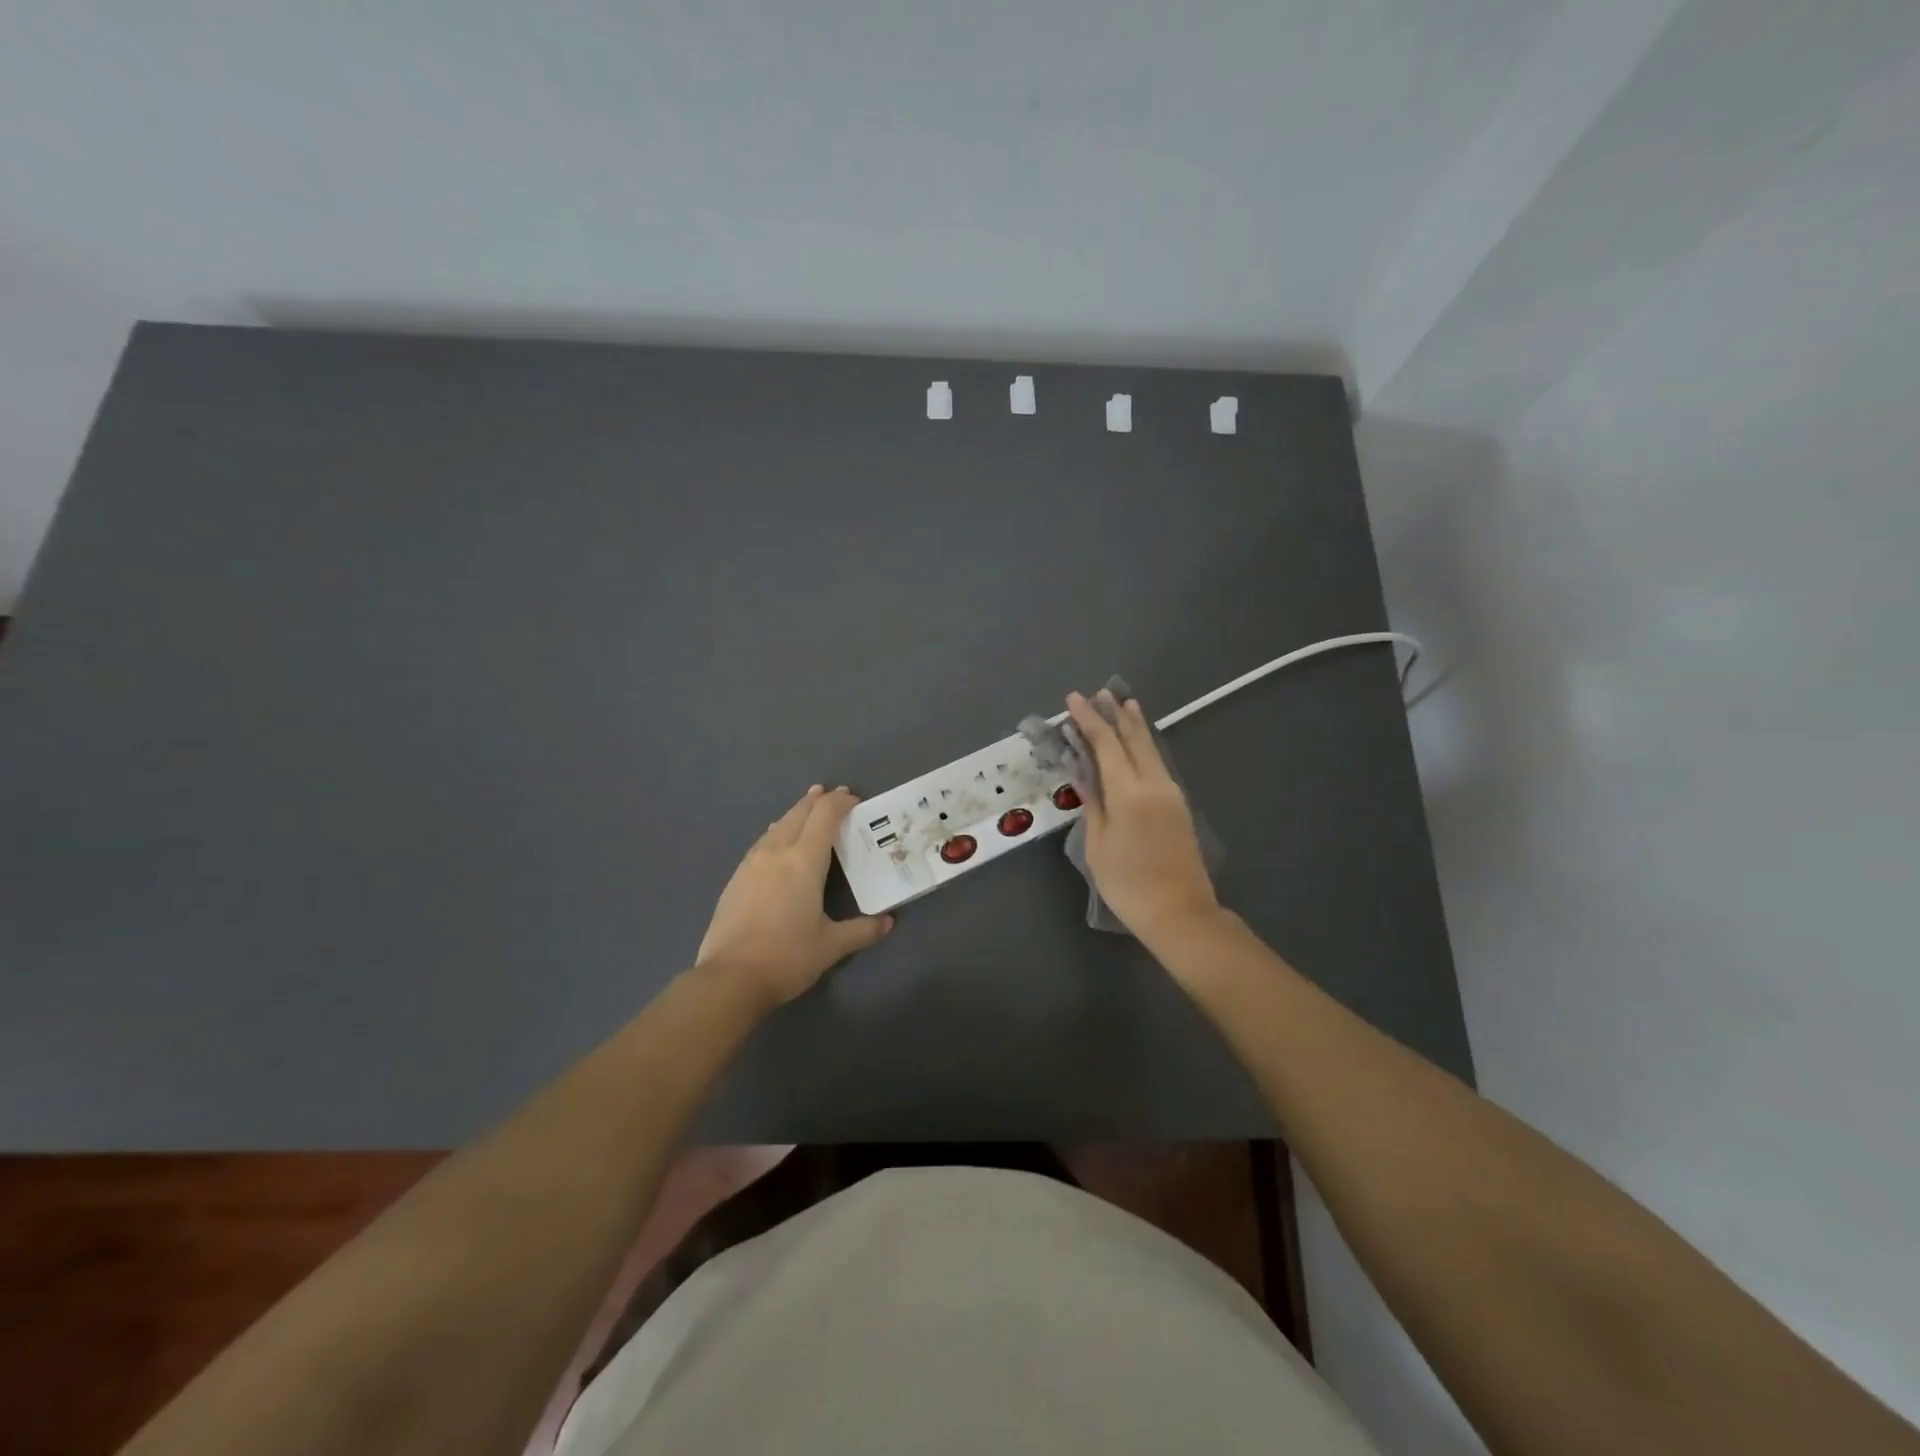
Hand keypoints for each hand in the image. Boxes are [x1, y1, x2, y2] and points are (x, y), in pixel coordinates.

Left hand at [696, 785, 892, 1005]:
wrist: (729, 978)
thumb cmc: (787, 957)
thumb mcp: (831, 946)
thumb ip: (862, 930)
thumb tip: (888, 923)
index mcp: (804, 861)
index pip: (824, 816)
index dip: (840, 802)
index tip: (854, 799)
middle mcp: (776, 852)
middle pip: (799, 813)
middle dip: (818, 800)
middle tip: (834, 795)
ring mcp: (751, 863)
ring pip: (777, 825)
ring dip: (796, 813)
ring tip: (807, 810)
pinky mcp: (735, 878)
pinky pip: (762, 842)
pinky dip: (777, 831)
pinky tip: (777, 840)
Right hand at [1065, 691, 1219, 946]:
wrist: (1180, 912)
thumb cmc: (1128, 884)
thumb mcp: (1098, 846)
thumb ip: (1092, 805)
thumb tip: (1084, 775)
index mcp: (1129, 793)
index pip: (1106, 745)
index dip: (1089, 720)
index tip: (1074, 699)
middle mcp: (1154, 784)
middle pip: (1134, 740)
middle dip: (1115, 715)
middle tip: (1101, 693)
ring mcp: (1171, 793)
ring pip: (1151, 749)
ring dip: (1135, 726)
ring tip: (1125, 704)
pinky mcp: (1179, 805)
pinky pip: (1159, 764)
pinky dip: (1145, 746)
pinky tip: (1139, 743)